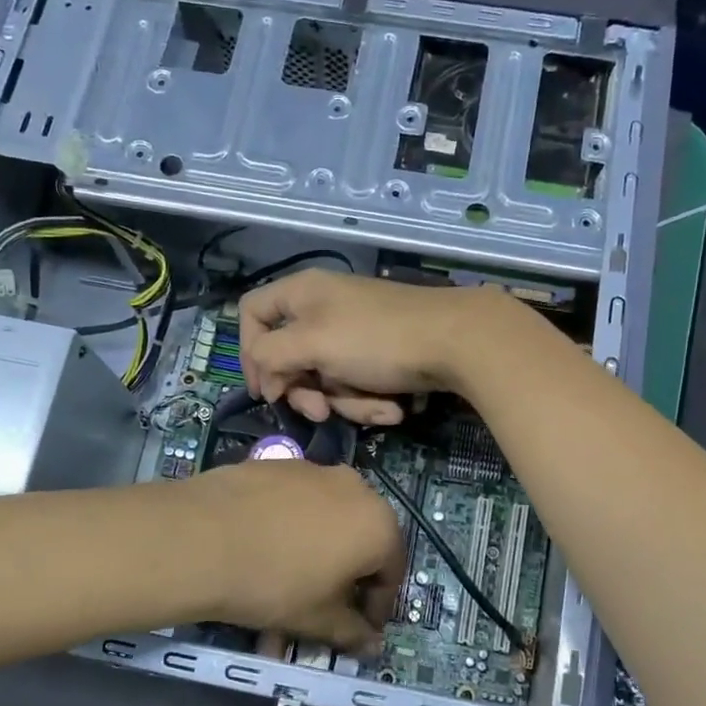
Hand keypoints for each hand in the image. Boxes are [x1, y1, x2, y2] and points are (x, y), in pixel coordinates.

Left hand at [182, 460, 405, 652]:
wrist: (201, 538)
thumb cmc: (275, 584)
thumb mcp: (318, 619)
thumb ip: (353, 632)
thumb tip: (373, 645)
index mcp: (378, 525)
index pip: (391, 573)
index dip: (376, 608)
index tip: (357, 631)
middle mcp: (356, 489)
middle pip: (360, 541)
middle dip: (345, 578)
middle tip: (322, 607)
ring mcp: (314, 471)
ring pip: (325, 521)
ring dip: (315, 554)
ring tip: (282, 586)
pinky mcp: (278, 464)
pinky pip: (296, 503)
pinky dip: (289, 529)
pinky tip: (261, 550)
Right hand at [239, 270, 503, 424]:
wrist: (456, 342)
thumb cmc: (375, 339)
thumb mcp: (312, 343)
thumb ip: (271, 356)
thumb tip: (264, 377)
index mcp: (301, 294)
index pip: (252, 314)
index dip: (248, 352)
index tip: (265, 389)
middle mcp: (322, 309)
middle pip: (289, 357)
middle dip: (307, 392)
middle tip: (321, 412)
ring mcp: (352, 333)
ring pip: (325, 379)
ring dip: (348, 402)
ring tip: (379, 408)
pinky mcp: (377, 355)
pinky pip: (356, 383)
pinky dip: (371, 399)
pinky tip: (396, 407)